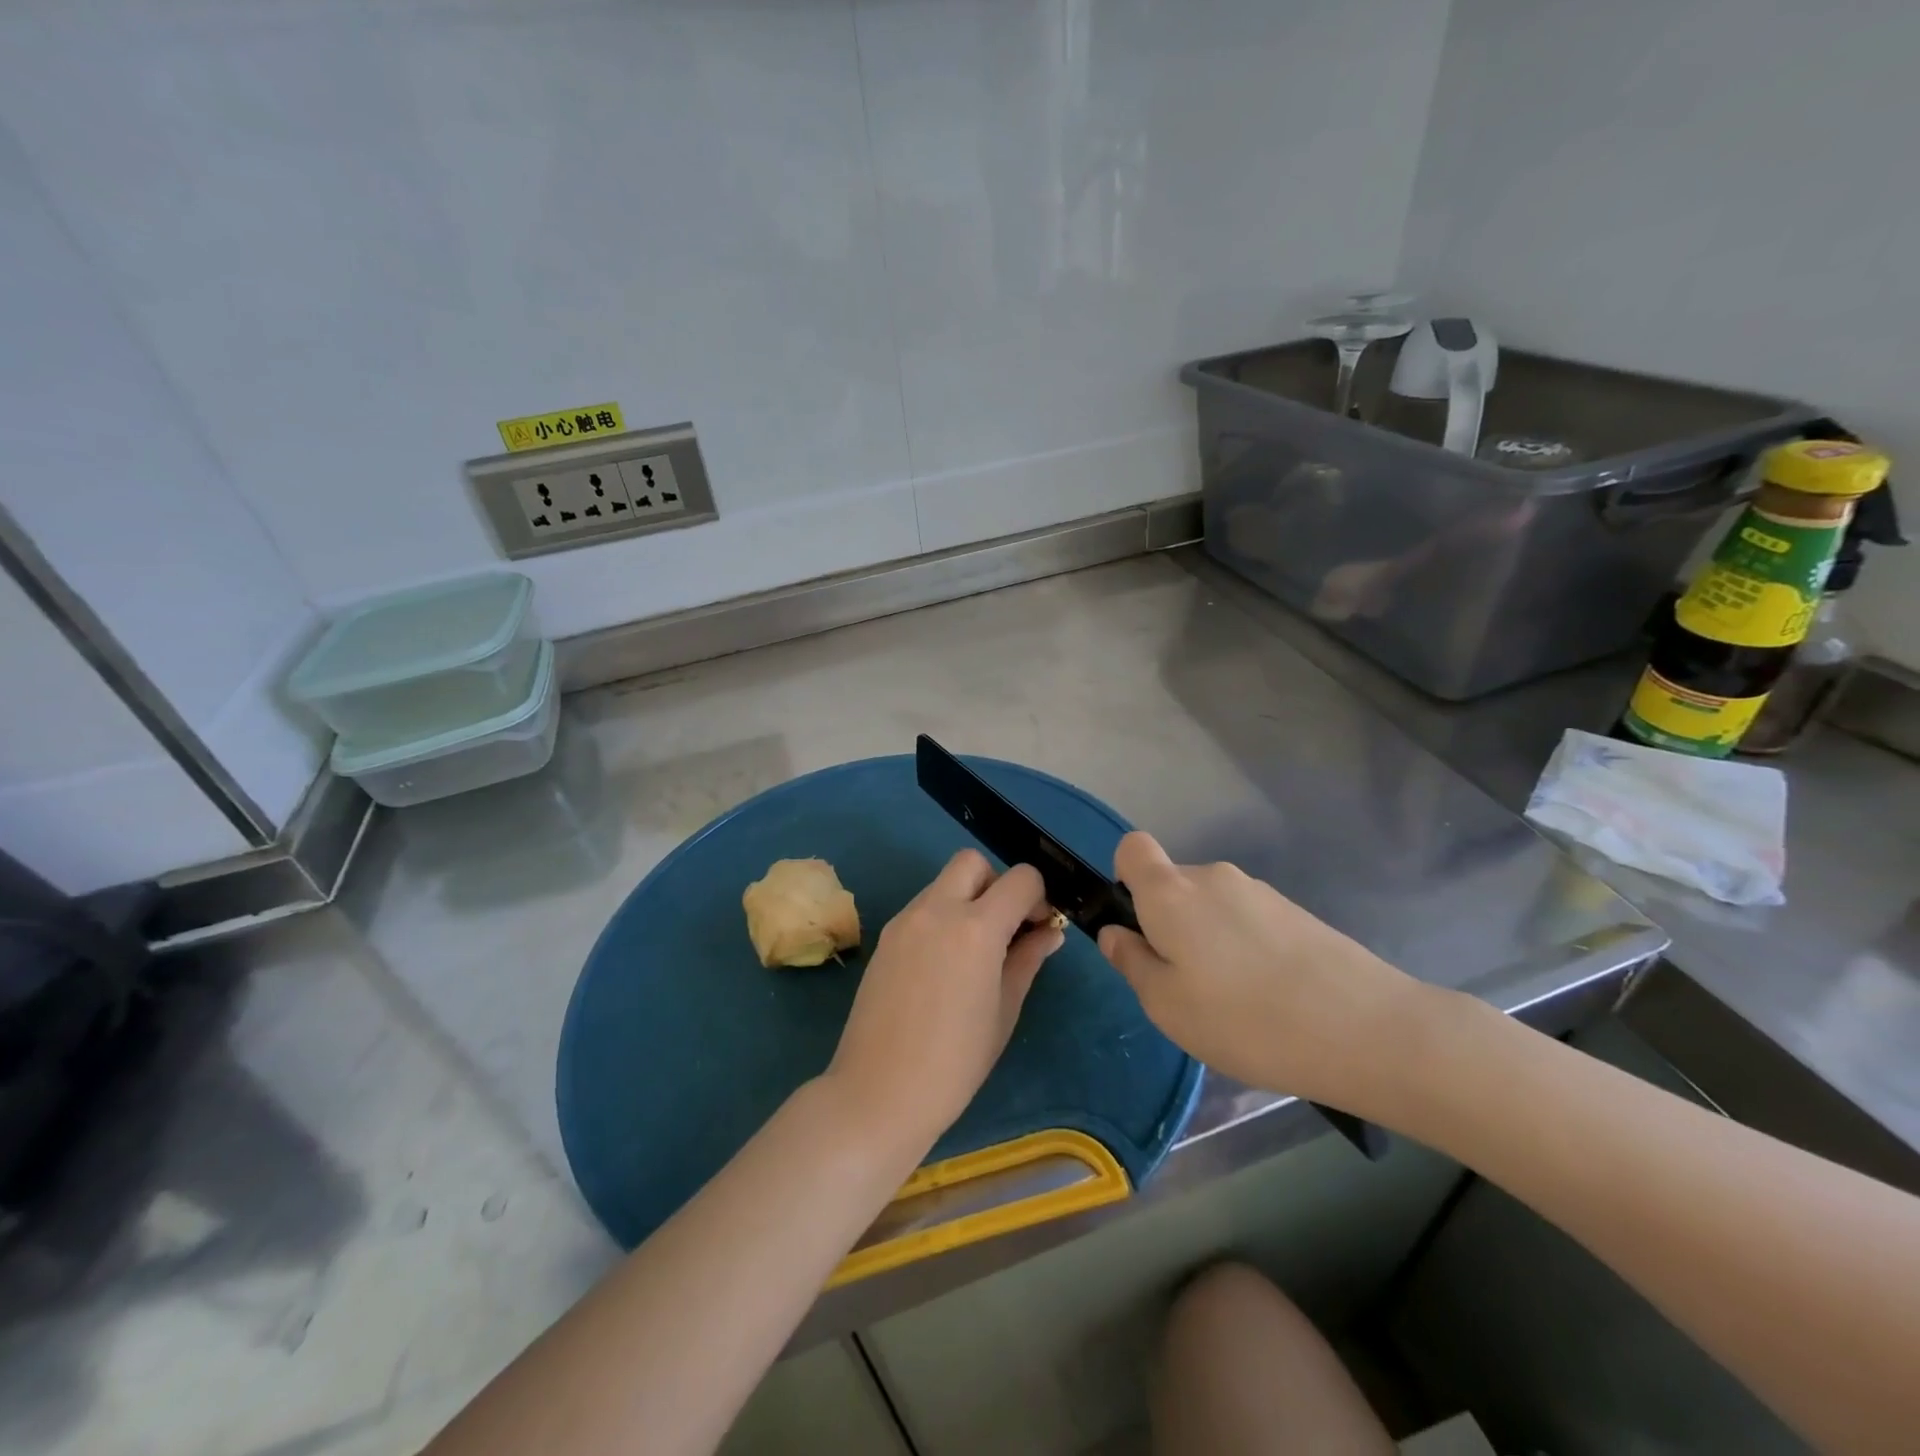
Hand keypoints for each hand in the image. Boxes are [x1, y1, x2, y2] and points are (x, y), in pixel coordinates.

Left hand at [824, 850, 1063, 1156]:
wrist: (879, 1092)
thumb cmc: (956, 1062)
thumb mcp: (1005, 1010)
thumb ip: (1028, 959)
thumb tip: (1050, 931)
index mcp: (976, 927)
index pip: (1021, 879)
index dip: (1039, 896)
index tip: (1040, 927)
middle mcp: (938, 909)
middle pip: (973, 862)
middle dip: (997, 884)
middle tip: (1005, 928)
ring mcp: (905, 920)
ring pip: (944, 882)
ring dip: (967, 898)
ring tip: (975, 951)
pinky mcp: (886, 936)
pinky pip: (922, 906)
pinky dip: (942, 916)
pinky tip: (945, 963)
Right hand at [1097, 832, 1421, 1113]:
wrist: (1365, 1029)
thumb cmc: (1244, 1019)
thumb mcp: (1166, 1006)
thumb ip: (1131, 962)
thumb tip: (1116, 933)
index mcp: (1171, 892)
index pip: (1132, 848)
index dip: (1125, 878)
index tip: (1138, 926)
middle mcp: (1213, 877)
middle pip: (1174, 884)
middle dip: (1169, 924)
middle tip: (1185, 985)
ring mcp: (1259, 892)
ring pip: (1212, 906)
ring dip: (1210, 940)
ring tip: (1235, 1002)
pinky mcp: (1296, 912)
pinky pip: (1248, 920)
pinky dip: (1246, 948)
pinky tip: (1271, 998)